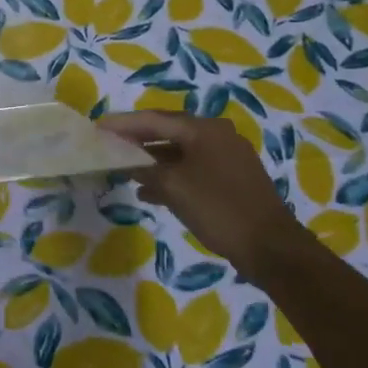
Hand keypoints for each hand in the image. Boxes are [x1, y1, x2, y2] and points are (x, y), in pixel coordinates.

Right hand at [97, 111, 302, 271]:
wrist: (270, 248)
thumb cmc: (218, 209)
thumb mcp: (173, 187)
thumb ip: (143, 167)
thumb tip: (122, 158)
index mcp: (203, 129)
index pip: (153, 119)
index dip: (122, 123)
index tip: (96, 126)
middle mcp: (216, 135)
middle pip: (167, 131)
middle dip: (136, 139)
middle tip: (108, 143)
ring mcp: (227, 156)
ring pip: (179, 151)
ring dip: (152, 159)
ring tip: (124, 169)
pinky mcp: (231, 178)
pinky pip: (192, 168)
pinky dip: (170, 175)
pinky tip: (149, 191)